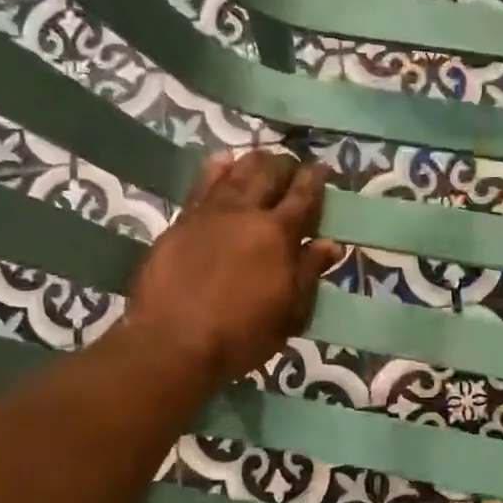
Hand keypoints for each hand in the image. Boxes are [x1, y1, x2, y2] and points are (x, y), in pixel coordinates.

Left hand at [120, 150, 341, 388]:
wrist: (173, 342)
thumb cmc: (242, 334)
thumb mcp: (289, 312)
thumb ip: (309, 272)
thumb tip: (330, 243)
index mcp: (278, 235)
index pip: (303, 197)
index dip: (314, 179)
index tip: (322, 166)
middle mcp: (245, 214)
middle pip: (268, 175)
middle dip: (284, 166)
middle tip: (292, 167)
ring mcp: (209, 214)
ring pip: (235, 173)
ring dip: (253, 163)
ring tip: (262, 160)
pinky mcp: (181, 223)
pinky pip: (201, 185)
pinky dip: (216, 170)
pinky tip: (222, 162)